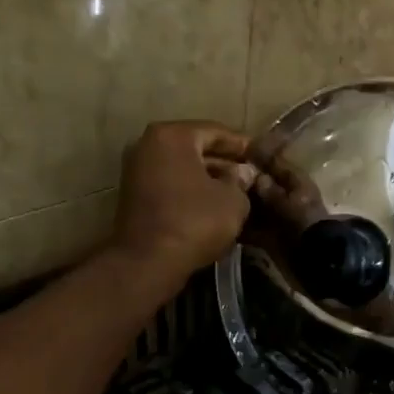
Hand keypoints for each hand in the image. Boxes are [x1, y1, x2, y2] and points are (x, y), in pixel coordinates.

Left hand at [110, 121, 257, 286]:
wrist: (148, 261)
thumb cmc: (195, 221)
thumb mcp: (233, 200)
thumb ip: (241, 180)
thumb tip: (243, 173)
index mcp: (172, 136)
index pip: (215, 131)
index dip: (241, 145)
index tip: (260, 156)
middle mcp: (148, 145)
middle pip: (195, 148)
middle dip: (224, 161)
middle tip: (250, 175)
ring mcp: (136, 170)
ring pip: (182, 167)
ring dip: (207, 178)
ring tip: (235, 192)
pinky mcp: (133, 195)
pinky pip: (170, 184)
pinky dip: (190, 190)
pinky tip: (212, 205)